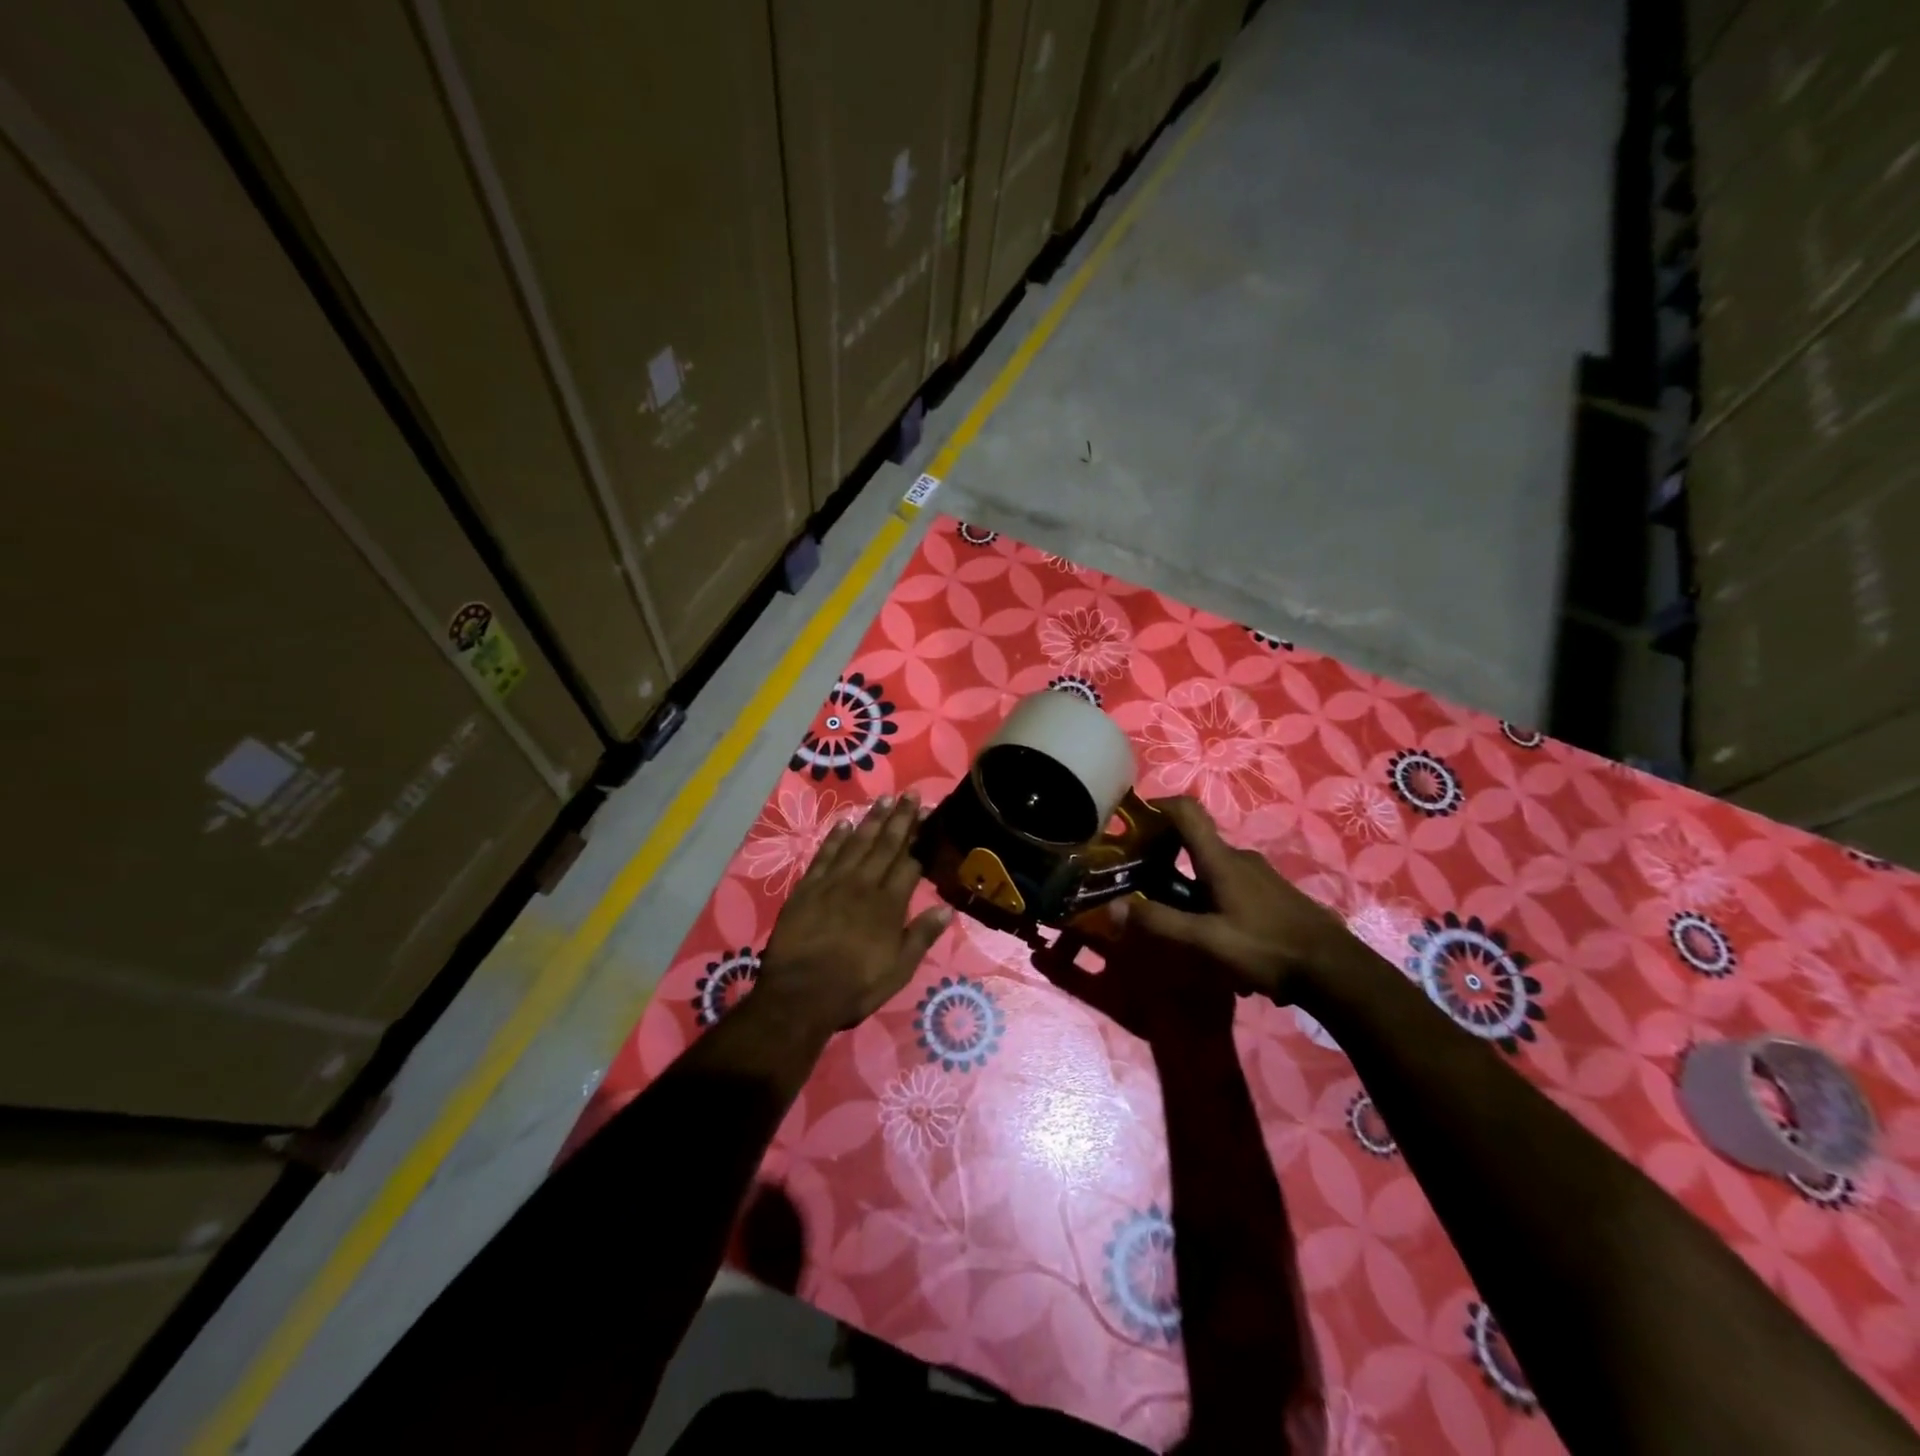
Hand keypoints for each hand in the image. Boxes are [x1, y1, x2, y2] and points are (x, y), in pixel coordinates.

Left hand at [757, 792, 951, 1035]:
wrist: (800, 994)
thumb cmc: (855, 986)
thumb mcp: (898, 969)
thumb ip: (921, 936)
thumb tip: (947, 908)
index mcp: (889, 904)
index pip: (910, 862)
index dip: (921, 838)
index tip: (929, 816)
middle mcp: (863, 885)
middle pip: (886, 845)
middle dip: (900, 818)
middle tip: (911, 794)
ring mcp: (833, 883)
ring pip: (857, 843)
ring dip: (872, 820)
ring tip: (884, 800)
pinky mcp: (807, 888)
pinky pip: (824, 855)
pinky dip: (836, 838)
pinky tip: (845, 823)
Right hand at [1106, 796, 1349, 1003]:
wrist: (1336, 971)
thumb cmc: (1266, 948)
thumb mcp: (1205, 941)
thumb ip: (1158, 922)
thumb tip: (1112, 907)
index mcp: (1220, 860)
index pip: (1186, 811)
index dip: (1156, 806)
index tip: (1131, 820)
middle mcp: (1240, 858)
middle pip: (1194, 844)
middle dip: (1164, 859)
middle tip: (1142, 885)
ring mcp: (1260, 876)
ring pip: (1212, 870)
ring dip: (1189, 888)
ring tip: (1178, 922)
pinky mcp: (1274, 895)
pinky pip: (1232, 888)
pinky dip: (1212, 901)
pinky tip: (1217, 940)